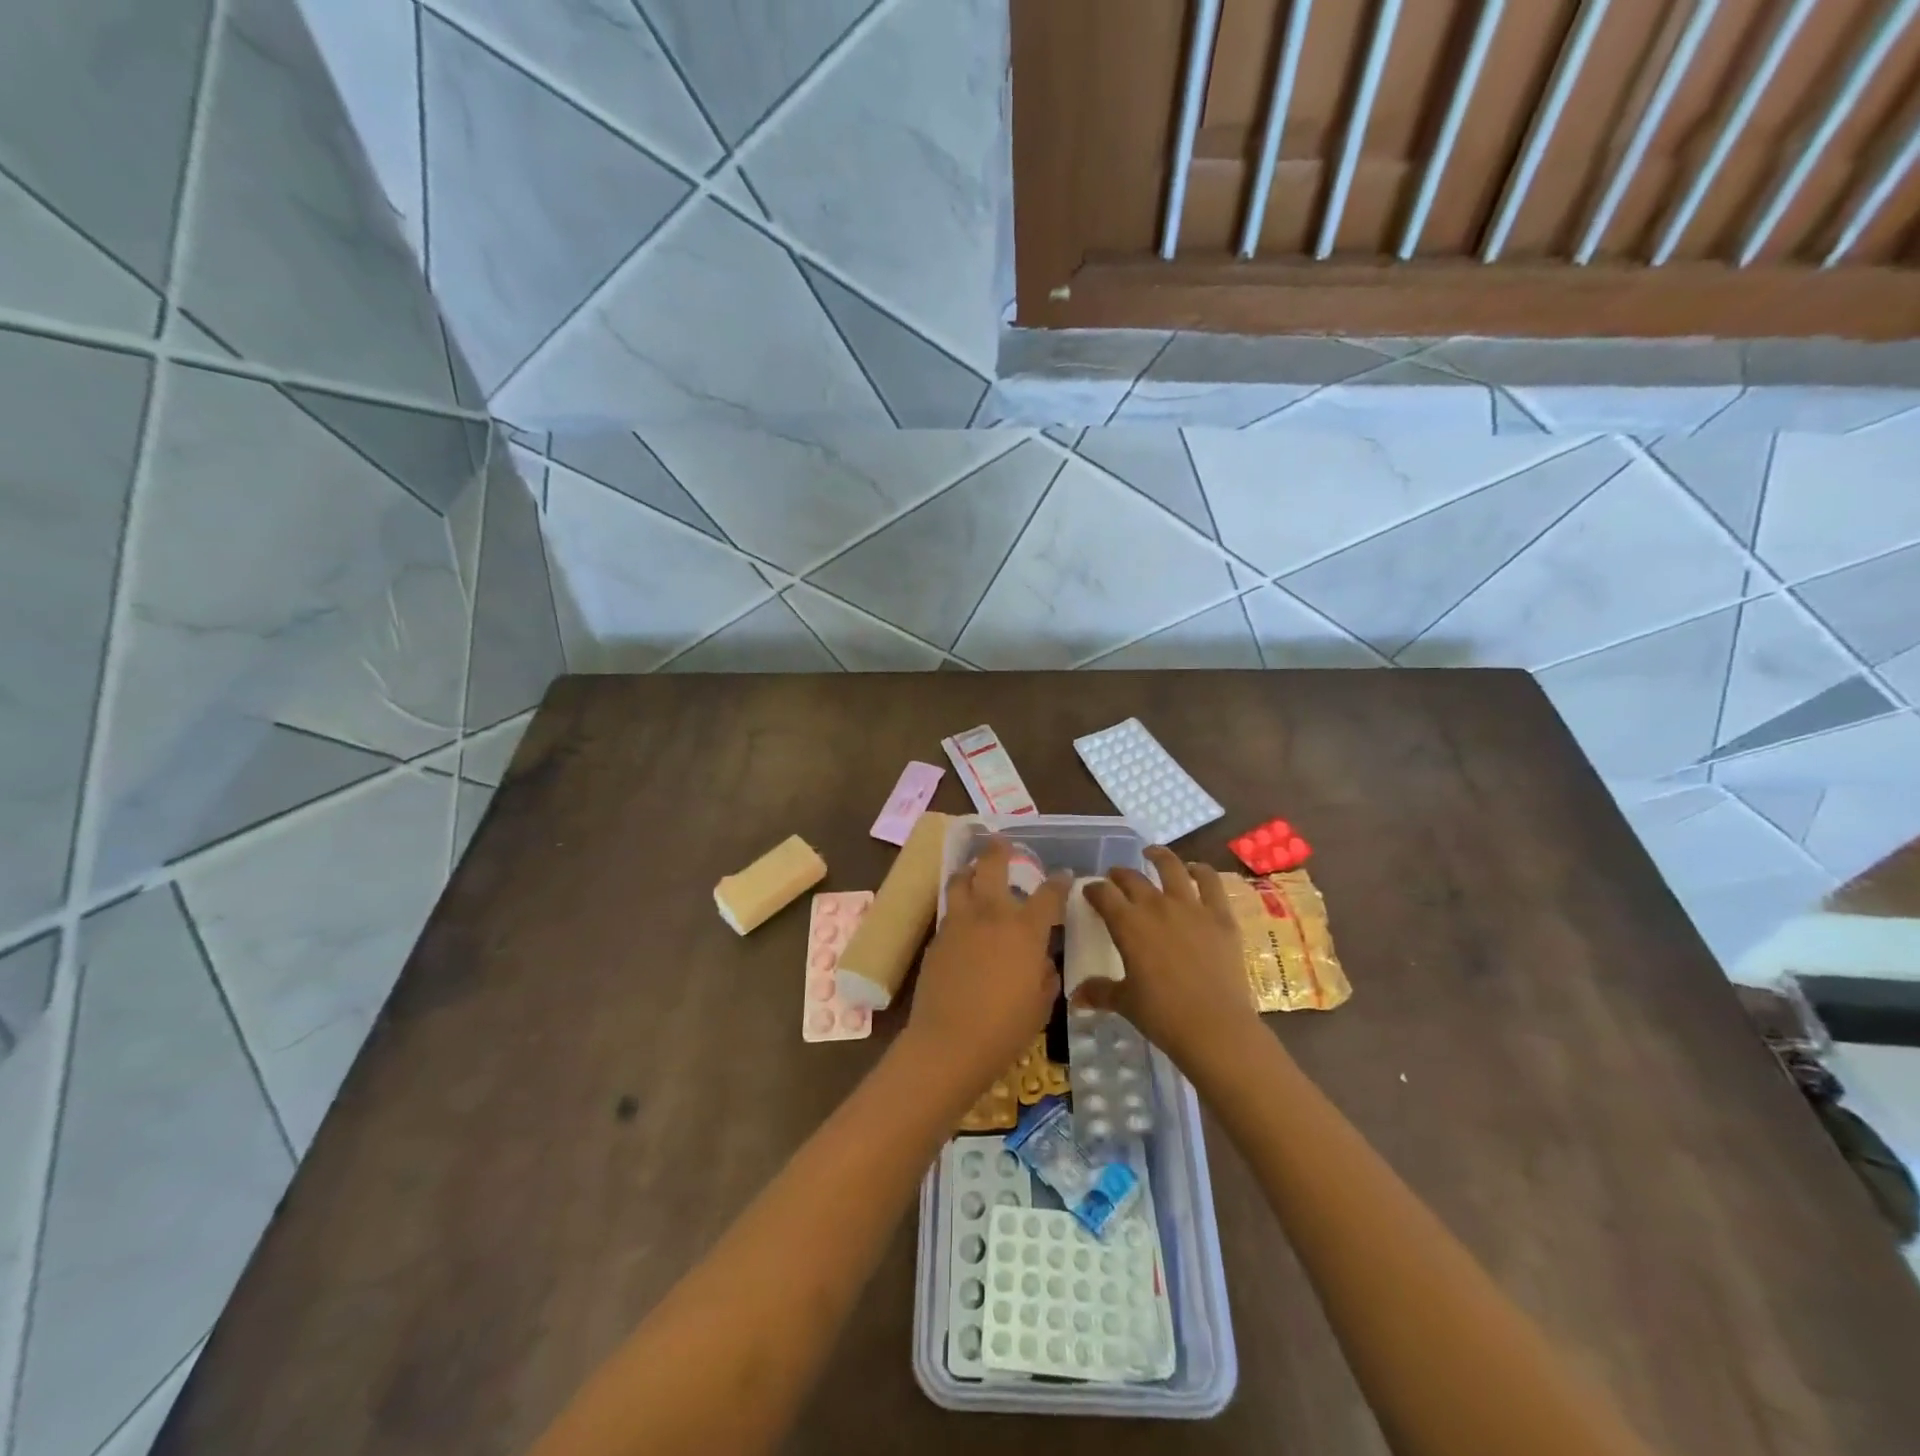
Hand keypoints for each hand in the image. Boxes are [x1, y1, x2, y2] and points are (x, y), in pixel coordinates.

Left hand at [905, 838, 1067, 1101]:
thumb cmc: (1004, 1028)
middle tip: (1001, 843)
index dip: (1059, 882)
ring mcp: (959, 923)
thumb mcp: (1040, 1003)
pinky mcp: (937, 938)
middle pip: (992, 865)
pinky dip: (959, 904)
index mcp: (1025, 930)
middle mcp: (991, 915)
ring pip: (961, 880)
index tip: (1063, 875)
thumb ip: (1044, 974)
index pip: (1048, 894)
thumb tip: (1041, 961)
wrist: (949, 1043)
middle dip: (999, 850)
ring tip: (975, 872)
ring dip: (970, 871)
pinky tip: (963, 917)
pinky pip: (950, 910)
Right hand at [1080, 847, 1258, 1073]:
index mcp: (1128, 924)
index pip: (1103, 894)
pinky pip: (1210, 882)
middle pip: (1132, 878)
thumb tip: (1075, 996)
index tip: (1090, 891)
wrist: (1216, 1027)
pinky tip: (1195, 869)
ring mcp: (1191, 907)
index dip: (1093, 889)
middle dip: (1119, 875)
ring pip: (1171, 867)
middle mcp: (1156, 906)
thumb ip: (1099, 992)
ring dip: (1159, 857)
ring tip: (1152, 853)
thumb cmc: (1163, 1016)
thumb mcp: (1125, 1003)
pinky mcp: (1221, 915)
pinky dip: (1201, 871)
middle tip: (1115, 878)